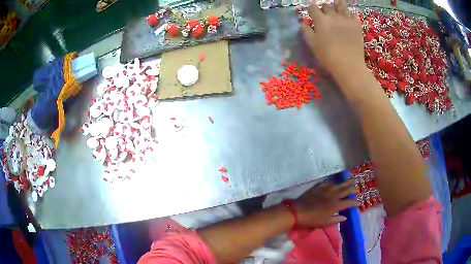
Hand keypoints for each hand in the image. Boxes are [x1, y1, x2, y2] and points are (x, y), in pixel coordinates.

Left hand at [294, 180, 358, 227]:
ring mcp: (326, 189)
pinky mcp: (318, 186)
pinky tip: (333, 182)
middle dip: (352, 188)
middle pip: (346, 190)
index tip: (359, 202)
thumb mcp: (325, 223)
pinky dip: (332, 183)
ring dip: (345, 182)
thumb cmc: (312, 219)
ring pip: (338, 184)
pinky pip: (328, 183)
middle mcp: (333, 195)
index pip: (349, 203)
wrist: (298, 211)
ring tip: (350, 180)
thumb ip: (336, 220)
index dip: (355, 202)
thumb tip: (345, 217)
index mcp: (336, 205)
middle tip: (357, 187)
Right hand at [301, 0, 365, 78]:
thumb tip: (303, 22)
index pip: (313, 8)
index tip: (311, 10)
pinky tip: (349, 16)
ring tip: (337, 4)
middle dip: (324, 8)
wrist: (349, 66)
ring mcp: (346, 19)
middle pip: (327, 6)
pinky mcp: (357, 25)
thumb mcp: (313, 45)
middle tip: (325, 13)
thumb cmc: (328, 56)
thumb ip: (306, 31)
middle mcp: (333, 16)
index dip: (311, 8)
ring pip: (341, 6)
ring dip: (338, 5)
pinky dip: (351, 14)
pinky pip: (354, 14)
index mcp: (321, 20)